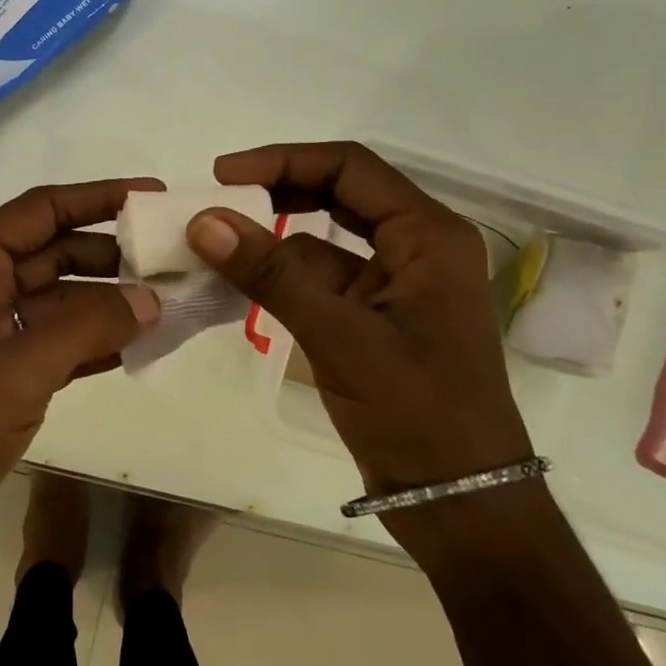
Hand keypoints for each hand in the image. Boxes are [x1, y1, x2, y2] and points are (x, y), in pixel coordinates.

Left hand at [0, 180, 161, 582]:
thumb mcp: (16, 369)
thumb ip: (88, 326)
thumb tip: (151, 299)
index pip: (40, 211)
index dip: (97, 197)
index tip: (152, 196)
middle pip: (56, 251)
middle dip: (112, 252)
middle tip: (173, 256)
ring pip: (64, 299)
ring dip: (112, 298)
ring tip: (172, 297)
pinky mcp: (7, 376)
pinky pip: (63, 342)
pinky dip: (100, 339)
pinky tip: (144, 342)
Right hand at [184, 142, 531, 504]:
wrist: (461, 504)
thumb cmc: (418, 414)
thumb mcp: (340, 336)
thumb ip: (271, 274)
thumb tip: (204, 220)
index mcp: (428, 235)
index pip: (349, 168)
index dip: (283, 160)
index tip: (223, 174)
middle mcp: (416, 247)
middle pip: (339, 194)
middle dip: (277, 192)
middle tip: (217, 201)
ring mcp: (395, 284)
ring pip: (325, 239)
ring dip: (274, 239)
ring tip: (214, 243)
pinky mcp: (374, 317)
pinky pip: (321, 279)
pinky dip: (281, 278)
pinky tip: (240, 285)